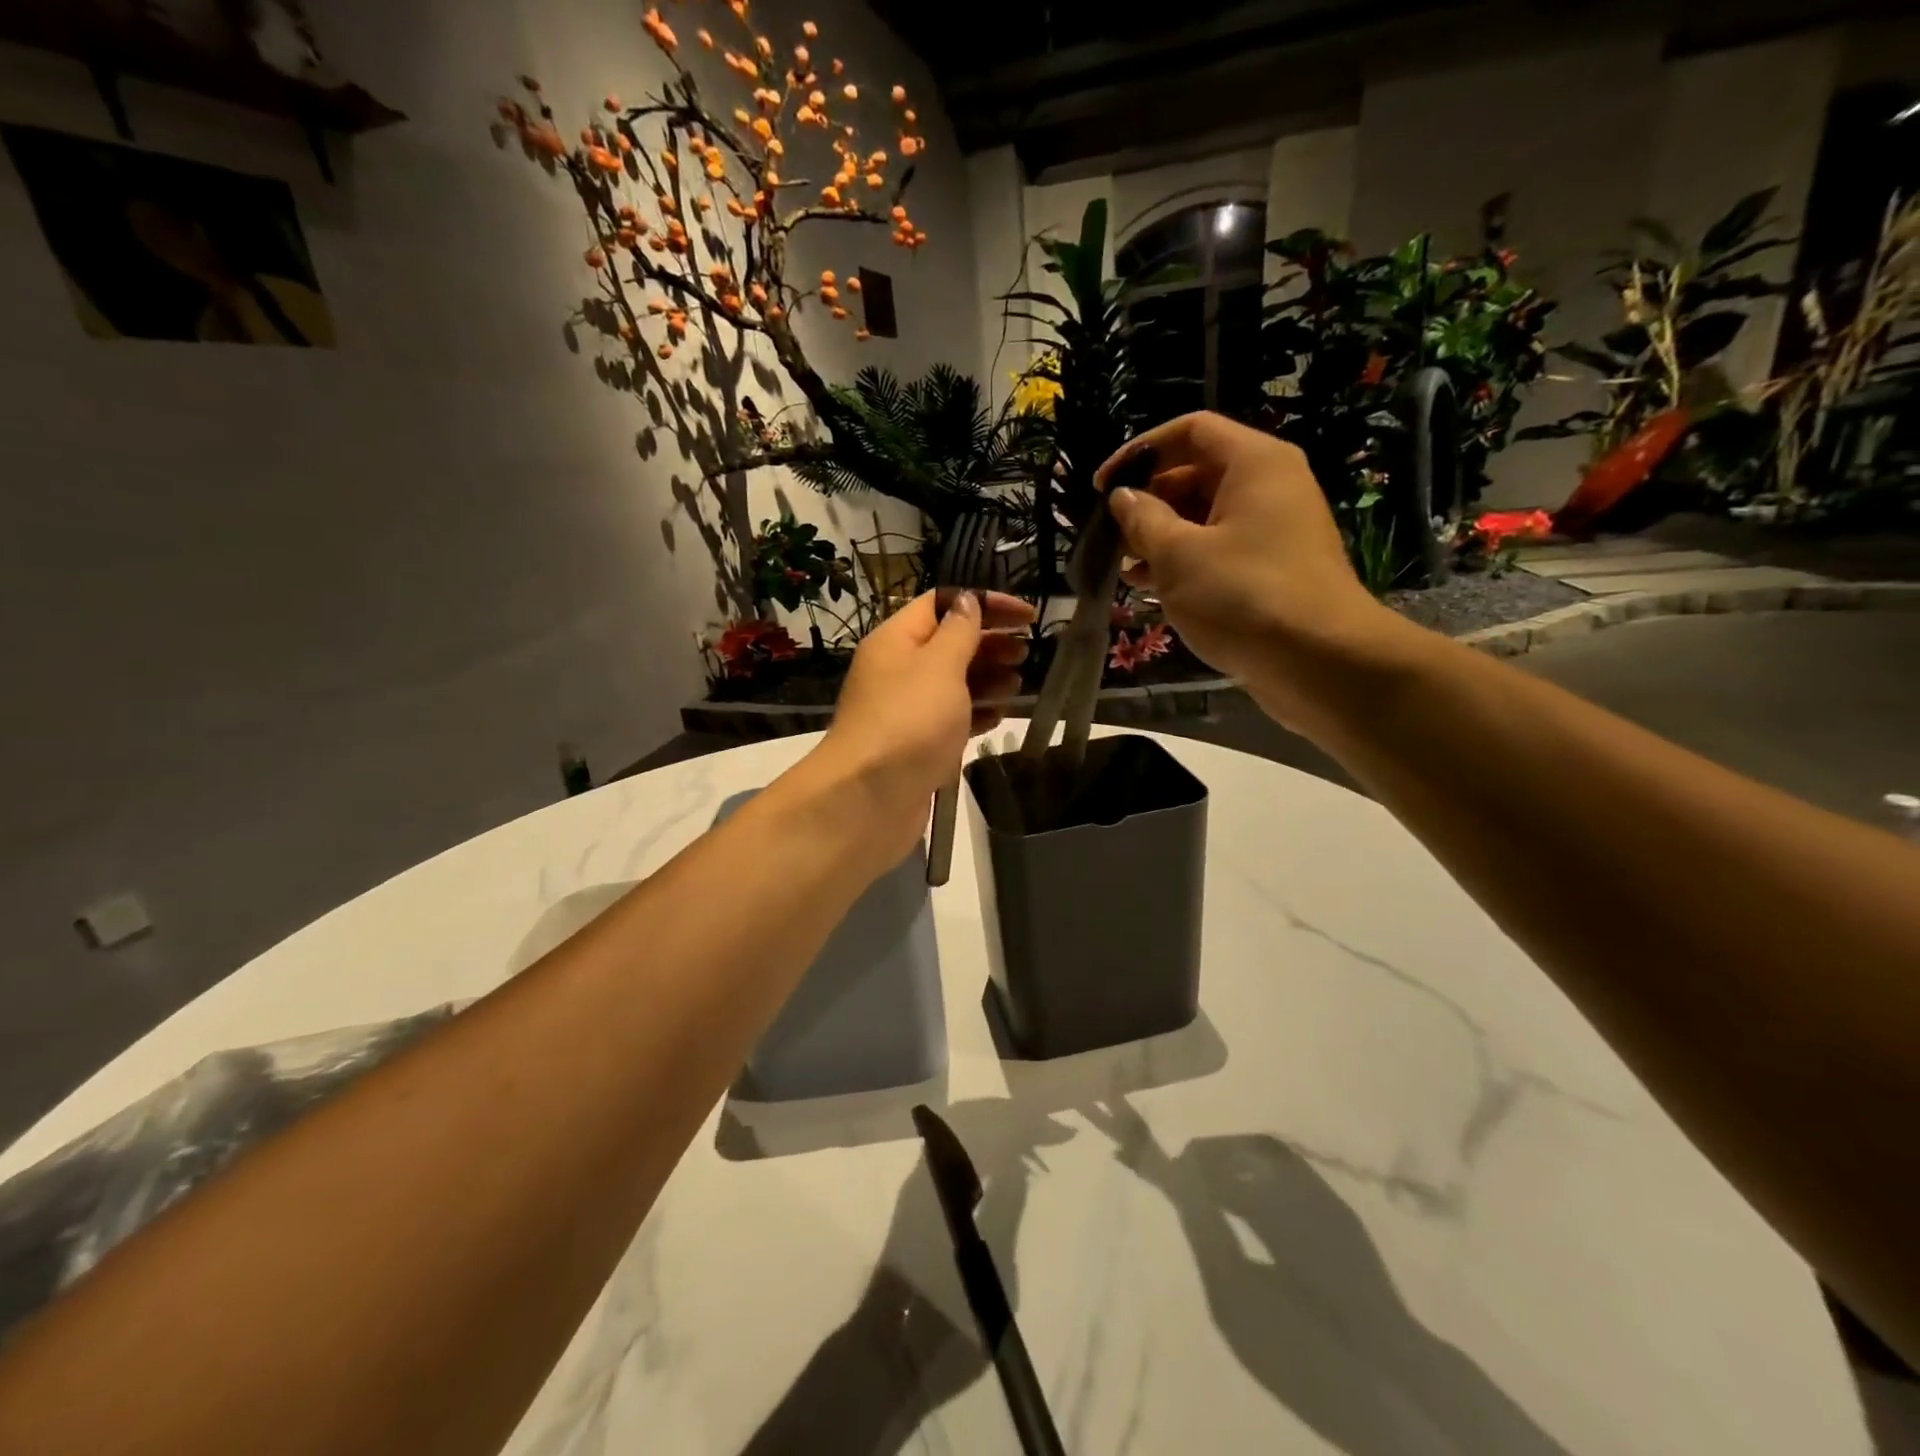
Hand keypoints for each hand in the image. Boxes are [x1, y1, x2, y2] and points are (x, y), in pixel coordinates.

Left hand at [809, 590, 1035, 865]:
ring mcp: (907, 710)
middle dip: (989, 643)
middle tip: (1025, 653)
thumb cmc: (909, 722)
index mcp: (897, 640)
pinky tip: (999, 716)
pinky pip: (951, 719)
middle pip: (949, 644)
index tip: (1027, 616)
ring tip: (1017, 684)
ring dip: (986, 679)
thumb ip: (960, 632)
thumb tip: (968, 600)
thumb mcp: (940, 666)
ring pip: (953, 683)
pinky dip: (976, 713)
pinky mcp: (918, 745)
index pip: (943, 604)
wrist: (868, 799)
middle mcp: (898, 670)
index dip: (985, 603)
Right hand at [1097, 412, 1406, 734]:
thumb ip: (1144, 520)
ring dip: (1161, 536)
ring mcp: (1274, 529)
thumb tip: (1123, 497)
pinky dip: (1185, 561)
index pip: (1190, 431)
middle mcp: (1269, 486)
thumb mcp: (1178, 555)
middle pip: (1197, 473)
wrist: (1319, 661)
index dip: (1140, 452)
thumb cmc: (1242, 595)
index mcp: (1254, 463)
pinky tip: (1151, 588)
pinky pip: (1220, 549)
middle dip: (1148, 501)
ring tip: (1124, 566)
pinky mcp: (1271, 569)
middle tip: (1111, 536)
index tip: (1102, 488)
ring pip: (1205, 517)